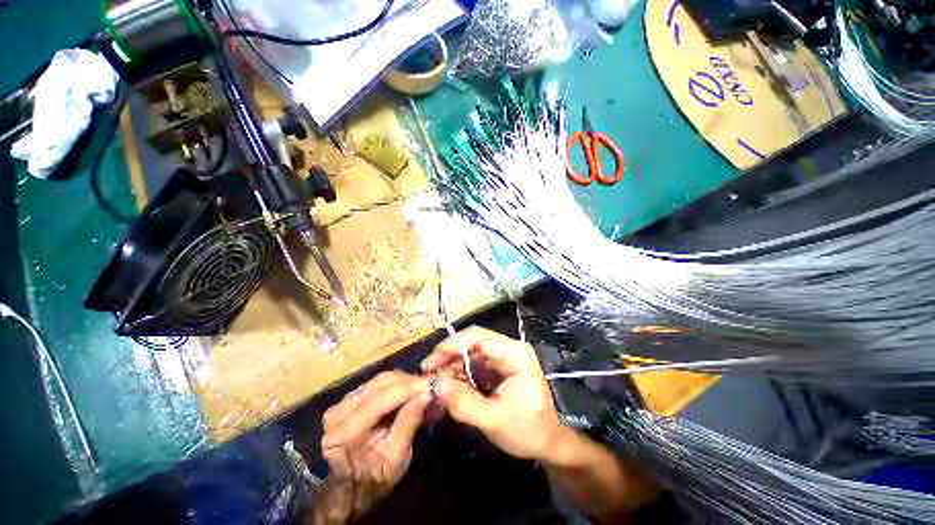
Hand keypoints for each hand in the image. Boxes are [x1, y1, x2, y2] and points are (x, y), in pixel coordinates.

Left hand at [314, 371, 431, 523]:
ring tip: (420, 387)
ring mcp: (340, 403)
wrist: (352, 488)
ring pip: (378, 380)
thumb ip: (408, 423)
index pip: (378, 400)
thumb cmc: (376, 477)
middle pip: (378, 384)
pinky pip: (375, 383)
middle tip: (428, 384)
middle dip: (407, 381)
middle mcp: (338, 412)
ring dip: (402, 380)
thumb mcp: (397, 458)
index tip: (429, 384)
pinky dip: (394, 383)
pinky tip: (407, 389)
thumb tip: (426, 394)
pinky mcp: (346, 399)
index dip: (406, 388)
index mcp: (345, 433)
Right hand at [421, 326, 562, 461]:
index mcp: (514, 354)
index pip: (478, 337)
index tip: (431, 362)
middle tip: (428, 373)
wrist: (548, 442)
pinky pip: (474, 363)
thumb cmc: (528, 431)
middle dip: (449, 356)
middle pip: (472, 342)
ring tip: (436, 382)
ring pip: (471, 352)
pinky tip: (449, 385)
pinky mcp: (499, 367)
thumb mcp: (494, 420)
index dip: (452, 345)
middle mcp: (509, 349)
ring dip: (452, 365)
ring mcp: (504, 357)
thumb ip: (464, 402)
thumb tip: (436, 385)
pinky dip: (460, 372)